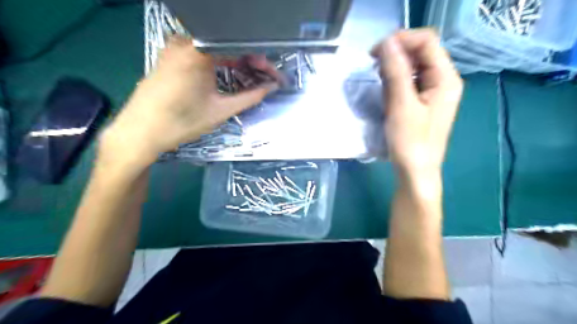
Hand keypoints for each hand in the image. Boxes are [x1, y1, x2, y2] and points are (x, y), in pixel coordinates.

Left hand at [102, 36, 279, 166]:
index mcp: (199, 51)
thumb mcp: (221, 110)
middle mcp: (186, 41)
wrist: (141, 132)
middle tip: (264, 78)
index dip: (260, 61)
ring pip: (216, 49)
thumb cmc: (182, 121)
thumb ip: (250, 97)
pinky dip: (219, 62)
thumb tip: (272, 87)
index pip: (240, 47)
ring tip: (250, 77)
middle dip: (250, 61)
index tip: (272, 75)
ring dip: (235, 61)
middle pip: (228, 45)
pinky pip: (202, 53)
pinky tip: (228, 74)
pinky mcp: (170, 56)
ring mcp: (175, 47)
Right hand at [371, 28, 462, 177]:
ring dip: (394, 67)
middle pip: (421, 53)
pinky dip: (395, 80)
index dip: (401, 40)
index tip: (375, 52)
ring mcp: (433, 92)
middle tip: (373, 64)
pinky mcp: (422, 102)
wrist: (415, 172)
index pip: (427, 42)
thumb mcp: (401, 105)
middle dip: (396, 53)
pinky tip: (385, 89)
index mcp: (445, 79)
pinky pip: (409, 82)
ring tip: (377, 78)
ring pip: (414, 67)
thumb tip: (386, 42)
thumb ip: (396, 72)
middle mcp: (443, 81)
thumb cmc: (411, 142)